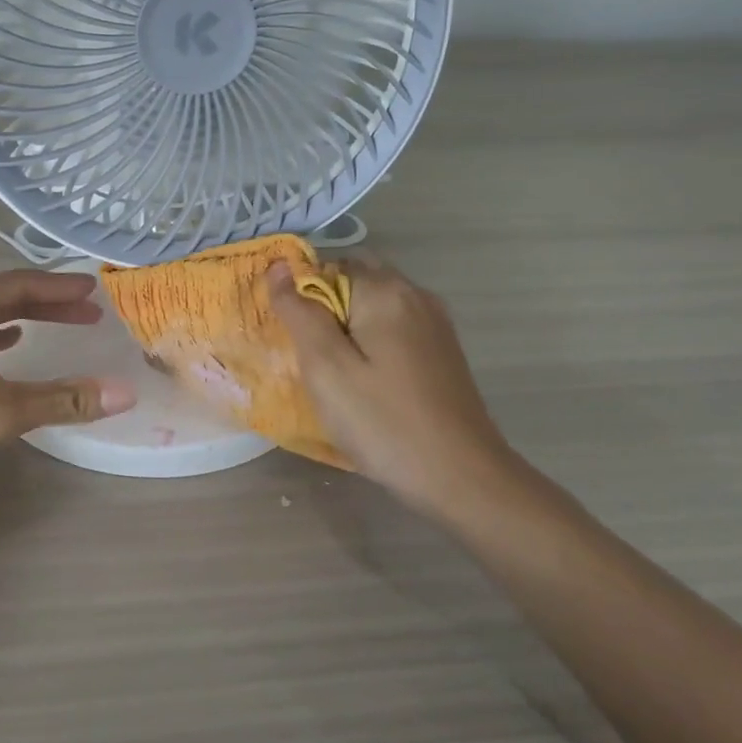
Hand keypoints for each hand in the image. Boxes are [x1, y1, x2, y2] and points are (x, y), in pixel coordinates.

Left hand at [0, 269, 135, 500]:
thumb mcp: (2, 411)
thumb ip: (63, 399)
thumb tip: (124, 393)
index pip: (19, 284)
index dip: (60, 287)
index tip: (93, 289)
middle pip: (1, 295)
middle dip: (46, 302)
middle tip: (87, 311)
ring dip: (21, 317)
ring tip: (57, 323)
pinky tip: (8, 345)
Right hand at [268, 258, 508, 516]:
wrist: (462, 477)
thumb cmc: (383, 423)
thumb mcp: (326, 369)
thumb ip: (299, 312)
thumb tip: (279, 266)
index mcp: (384, 291)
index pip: (326, 266)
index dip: (300, 295)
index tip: (289, 337)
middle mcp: (415, 294)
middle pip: (354, 278)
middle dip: (324, 305)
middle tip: (306, 354)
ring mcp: (434, 322)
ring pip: (375, 304)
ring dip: (348, 324)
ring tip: (331, 371)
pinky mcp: (443, 350)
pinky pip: (395, 326)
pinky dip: (372, 340)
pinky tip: (366, 380)